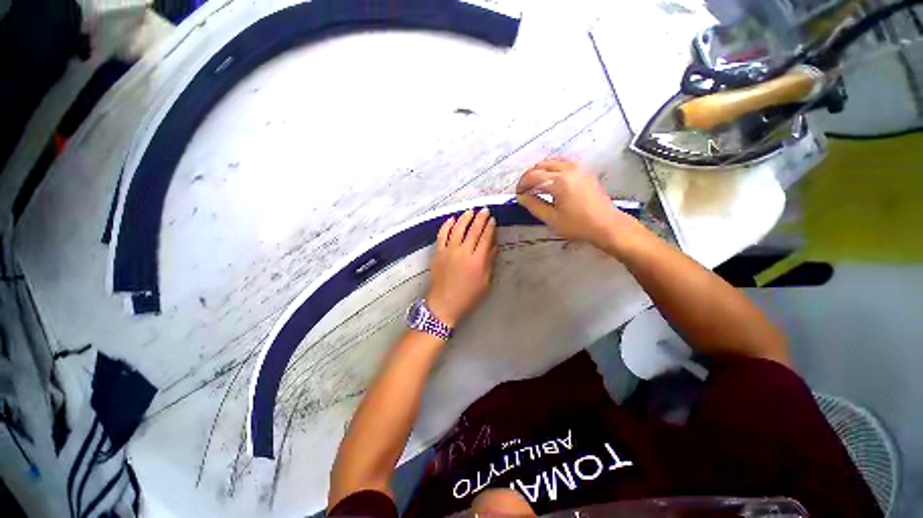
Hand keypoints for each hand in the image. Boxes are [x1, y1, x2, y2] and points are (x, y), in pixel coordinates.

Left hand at [426, 208, 497, 326]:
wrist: (444, 304)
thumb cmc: (468, 296)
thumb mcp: (485, 282)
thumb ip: (489, 262)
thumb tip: (494, 246)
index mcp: (477, 260)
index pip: (485, 238)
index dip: (490, 227)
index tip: (493, 219)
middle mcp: (463, 252)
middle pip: (473, 231)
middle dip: (480, 218)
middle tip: (485, 210)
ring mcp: (449, 251)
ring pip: (457, 229)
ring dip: (465, 218)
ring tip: (470, 211)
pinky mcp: (438, 253)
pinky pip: (442, 235)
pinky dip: (447, 226)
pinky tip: (451, 219)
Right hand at [516, 159, 641, 253]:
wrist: (606, 225)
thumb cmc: (578, 225)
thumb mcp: (551, 218)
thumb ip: (534, 205)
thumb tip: (521, 197)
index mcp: (559, 181)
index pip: (533, 176)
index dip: (522, 184)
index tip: (518, 194)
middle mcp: (569, 169)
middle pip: (541, 165)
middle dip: (530, 176)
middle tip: (525, 190)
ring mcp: (578, 167)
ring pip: (552, 162)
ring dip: (540, 171)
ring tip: (535, 186)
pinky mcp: (584, 170)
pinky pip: (562, 163)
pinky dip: (552, 169)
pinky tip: (549, 182)